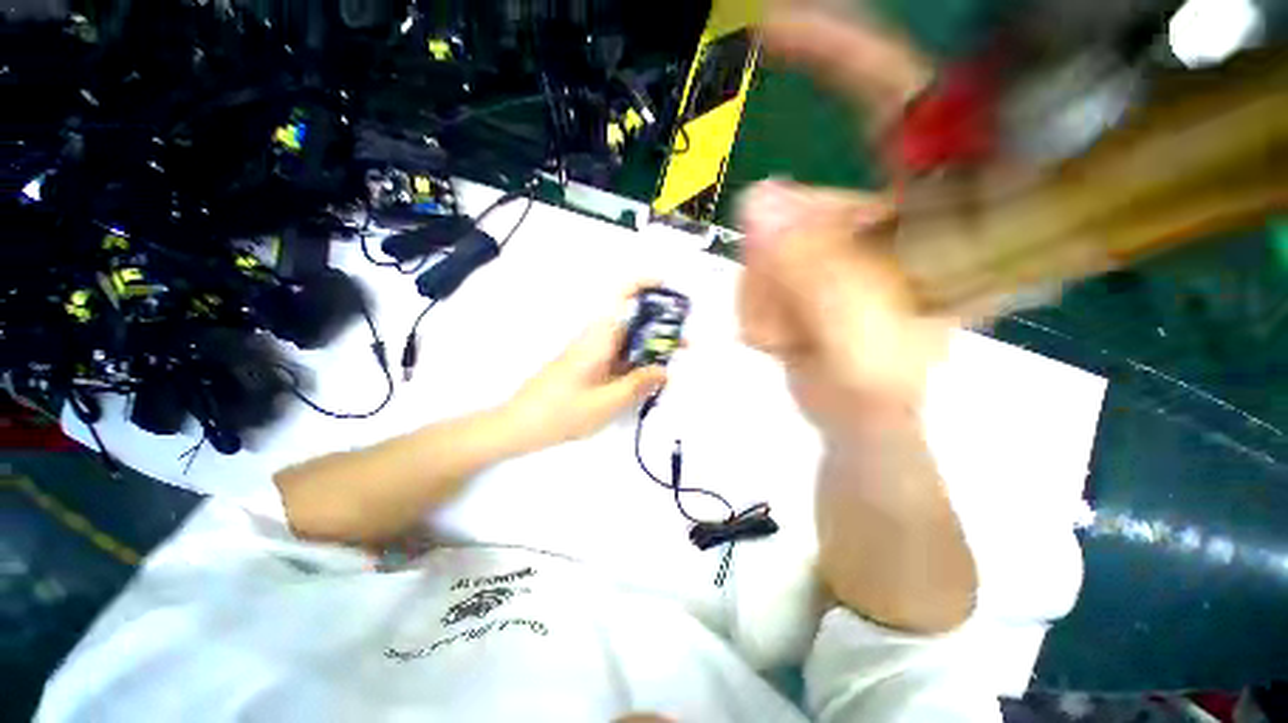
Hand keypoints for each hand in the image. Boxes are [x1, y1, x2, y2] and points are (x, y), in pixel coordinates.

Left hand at [499, 285, 668, 453]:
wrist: (520, 425)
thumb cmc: (562, 412)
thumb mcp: (607, 402)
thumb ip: (638, 384)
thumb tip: (665, 371)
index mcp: (599, 338)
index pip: (621, 297)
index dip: (645, 285)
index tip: (668, 289)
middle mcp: (596, 338)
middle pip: (632, 321)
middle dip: (660, 329)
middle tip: (684, 347)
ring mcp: (591, 352)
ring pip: (627, 341)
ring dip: (649, 349)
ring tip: (669, 367)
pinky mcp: (588, 365)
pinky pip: (618, 357)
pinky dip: (635, 364)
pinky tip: (646, 382)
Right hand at [738, 3, 953, 437]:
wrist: (855, 416)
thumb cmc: (878, 387)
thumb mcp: (860, 334)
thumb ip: (818, 272)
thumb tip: (759, 200)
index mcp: (934, 210)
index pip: (895, 97)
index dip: (838, 50)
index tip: (771, 27)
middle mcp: (883, 210)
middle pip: (795, 203)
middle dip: (776, 266)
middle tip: (793, 321)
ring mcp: (834, 238)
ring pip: (762, 245)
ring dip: (765, 298)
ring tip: (796, 339)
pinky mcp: (801, 263)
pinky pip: (751, 270)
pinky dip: (755, 307)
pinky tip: (785, 337)